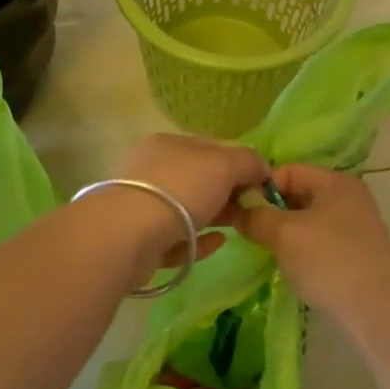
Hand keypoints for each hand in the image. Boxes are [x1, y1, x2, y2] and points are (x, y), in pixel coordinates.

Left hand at [108, 134, 270, 263]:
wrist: (127, 236)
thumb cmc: (179, 189)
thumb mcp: (223, 165)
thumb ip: (248, 162)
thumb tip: (262, 167)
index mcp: (167, 144)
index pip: (209, 147)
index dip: (238, 162)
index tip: (260, 183)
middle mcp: (150, 170)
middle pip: (198, 179)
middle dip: (227, 192)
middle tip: (252, 207)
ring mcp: (141, 206)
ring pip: (186, 210)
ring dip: (215, 216)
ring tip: (239, 226)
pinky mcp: (138, 241)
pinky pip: (176, 239)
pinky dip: (198, 240)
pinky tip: (218, 244)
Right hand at [233, 165, 389, 321]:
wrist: (376, 310)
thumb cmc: (328, 261)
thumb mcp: (283, 234)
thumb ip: (256, 217)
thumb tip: (237, 211)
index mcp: (335, 181)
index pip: (287, 171)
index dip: (261, 188)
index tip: (241, 213)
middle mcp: (349, 196)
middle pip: (299, 193)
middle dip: (272, 212)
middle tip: (251, 234)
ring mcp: (357, 225)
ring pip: (309, 220)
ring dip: (286, 233)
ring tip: (269, 252)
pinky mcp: (358, 252)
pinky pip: (321, 240)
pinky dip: (304, 249)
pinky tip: (293, 268)